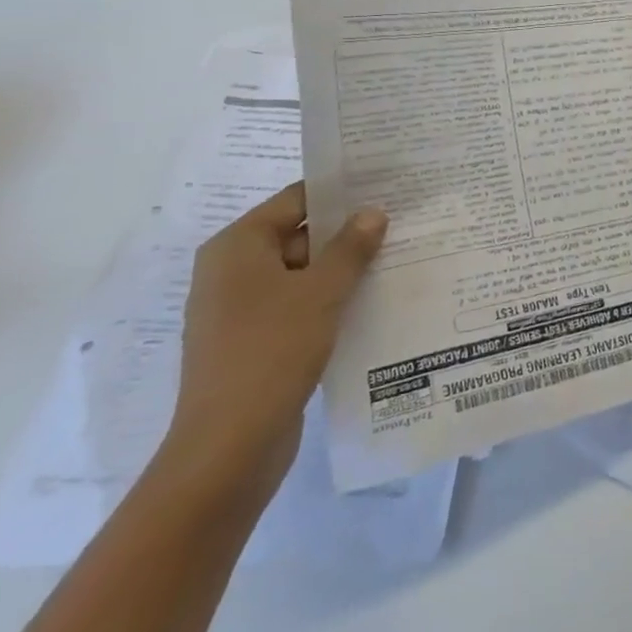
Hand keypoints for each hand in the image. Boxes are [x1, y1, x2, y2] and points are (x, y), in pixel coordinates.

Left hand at [165, 183, 386, 493]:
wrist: (229, 445)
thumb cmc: (272, 351)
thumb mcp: (321, 292)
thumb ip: (350, 247)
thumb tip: (373, 212)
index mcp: (237, 247)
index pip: (296, 199)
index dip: (341, 192)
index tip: (386, 187)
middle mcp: (232, 270)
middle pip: (299, 235)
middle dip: (348, 233)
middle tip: (401, 225)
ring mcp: (240, 309)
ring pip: (302, 273)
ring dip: (342, 270)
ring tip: (397, 260)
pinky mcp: (253, 341)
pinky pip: (297, 305)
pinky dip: (329, 300)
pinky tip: (371, 302)